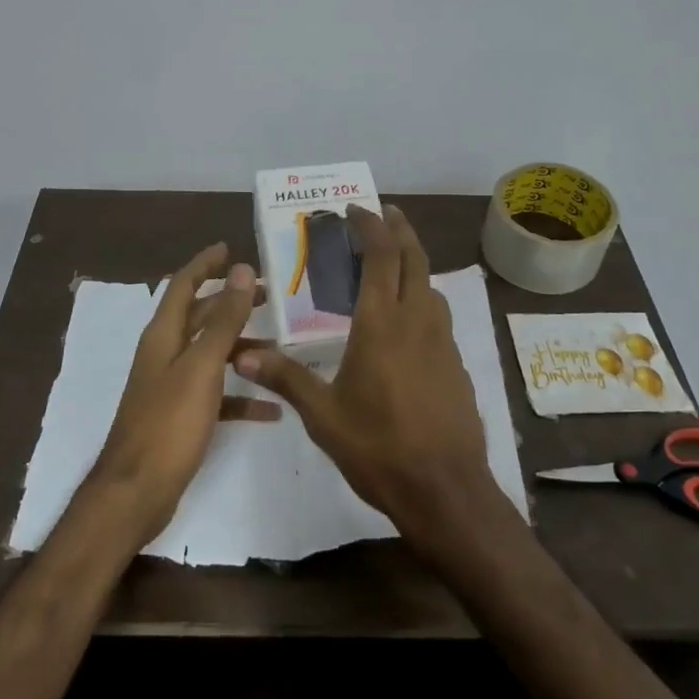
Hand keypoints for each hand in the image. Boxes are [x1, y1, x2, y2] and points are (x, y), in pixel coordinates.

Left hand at [86, 242, 256, 546]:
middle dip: (232, 302)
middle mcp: (166, 354)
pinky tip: (273, 407)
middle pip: (201, 316)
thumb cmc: (168, 423)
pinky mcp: (182, 416)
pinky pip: (218, 395)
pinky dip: (242, 395)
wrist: (137, 492)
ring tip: (281, 346)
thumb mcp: (202, 366)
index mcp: (164, 335)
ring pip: (212, 355)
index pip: (184, 285)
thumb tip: (242, 270)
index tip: (230, 248)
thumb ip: (224, 319)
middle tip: (270, 295)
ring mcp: (173, 386)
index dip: (205, 264)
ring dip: (242, 347)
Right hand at [233, 206, 497, 543]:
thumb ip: (285, 378)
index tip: (355, 210)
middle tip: (384, 213)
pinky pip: (438, 316)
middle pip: (414, 258)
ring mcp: (442, 342)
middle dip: (400, 229)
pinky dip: (421, 299)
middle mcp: (417, 321)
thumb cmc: (379, 447)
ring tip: (392, 262)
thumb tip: (242, 354)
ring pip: (430, 286)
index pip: (380, 257)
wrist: (445, 489)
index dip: (370, 226)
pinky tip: (407, 322)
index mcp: (381, 324)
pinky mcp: (456, 364)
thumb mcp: (323, 415)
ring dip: (413, 263)